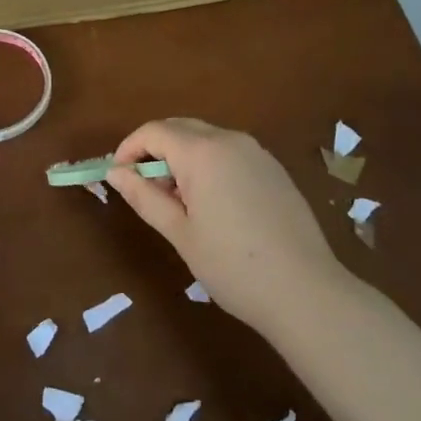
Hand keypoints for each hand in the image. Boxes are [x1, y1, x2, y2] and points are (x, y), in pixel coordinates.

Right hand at [107, 118, 344, 337]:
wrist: (305, 292)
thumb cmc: (232, 265)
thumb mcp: (180, 233)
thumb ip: (144, 196)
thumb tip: (115, 172)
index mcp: (202, 152)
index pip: (154, 131)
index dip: (129, 149)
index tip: (117, 178)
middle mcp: (230, 140)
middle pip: (179, 128)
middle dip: (154, 150)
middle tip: (143, 190)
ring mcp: (257, 152)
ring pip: (205, 139)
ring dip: (182, 158)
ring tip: (177, 202)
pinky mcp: (274, 168)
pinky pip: (229, 153)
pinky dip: (208, 165)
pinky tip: (212, 205)